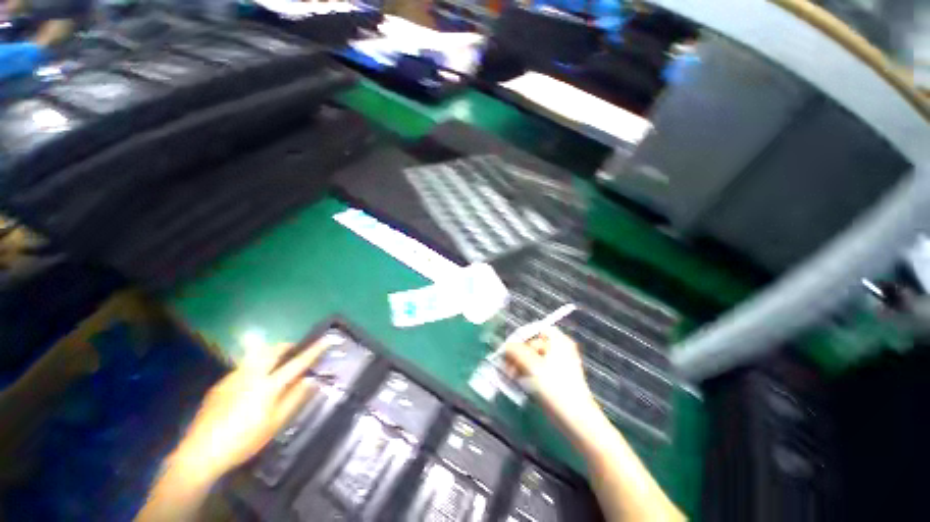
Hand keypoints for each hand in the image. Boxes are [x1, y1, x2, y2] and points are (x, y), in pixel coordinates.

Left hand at [173, 339, 332, 480]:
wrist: (200, 453)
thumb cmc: (244, 440)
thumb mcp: (275, 423)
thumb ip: (295, 399)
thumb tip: (311, 380)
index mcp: (268, 385)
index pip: (297, 362)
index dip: (315, 350)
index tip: (328, 339)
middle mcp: (251, 374)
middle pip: (273, 350)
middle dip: (288, 346)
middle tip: (296, 352)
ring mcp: (233, 377)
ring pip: (257, 355)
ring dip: (270, 354)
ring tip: (276, 366)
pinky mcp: (220, 384)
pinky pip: (243, 367)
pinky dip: (255, 367)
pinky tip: (251, 385)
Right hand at [504, 327, 601, 431]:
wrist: (576, 419)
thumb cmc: (555, 388)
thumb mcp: (532, 366)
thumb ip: (516, 352)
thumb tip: (505, 346)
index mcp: (558, 341)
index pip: (535, 330)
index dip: (521, 336)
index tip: (508, 348)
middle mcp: (559, 349)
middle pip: (532, 345)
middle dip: (517, 355)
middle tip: (506, 366)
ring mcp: (557, 364)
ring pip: (532, 358)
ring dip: (519, 365)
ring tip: (510, 377)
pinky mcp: (555, 378)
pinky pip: (536, 370)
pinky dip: (526, 374)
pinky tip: (518, 383)